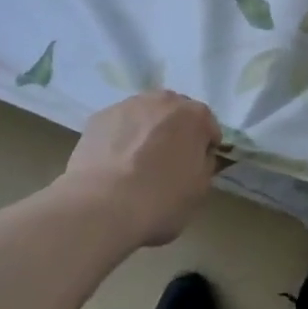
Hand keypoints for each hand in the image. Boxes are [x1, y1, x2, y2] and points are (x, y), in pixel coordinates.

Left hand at [63, 91, 221, 248]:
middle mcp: (164, 100)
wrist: (101, 207)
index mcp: (194, 116)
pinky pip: (118, 125)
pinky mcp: (99, 117)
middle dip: (175, 132)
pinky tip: (113, 163)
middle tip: (166, 162)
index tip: (196, 167)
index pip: (208, 127)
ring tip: (135, 162)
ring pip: (145, 115)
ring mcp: (129, 105)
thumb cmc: (159, 200)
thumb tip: (198, 156)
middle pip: (176, 114)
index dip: (204, 147)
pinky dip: (120, 138)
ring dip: (146, 131)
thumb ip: (205, 165)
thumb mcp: (199, 191)